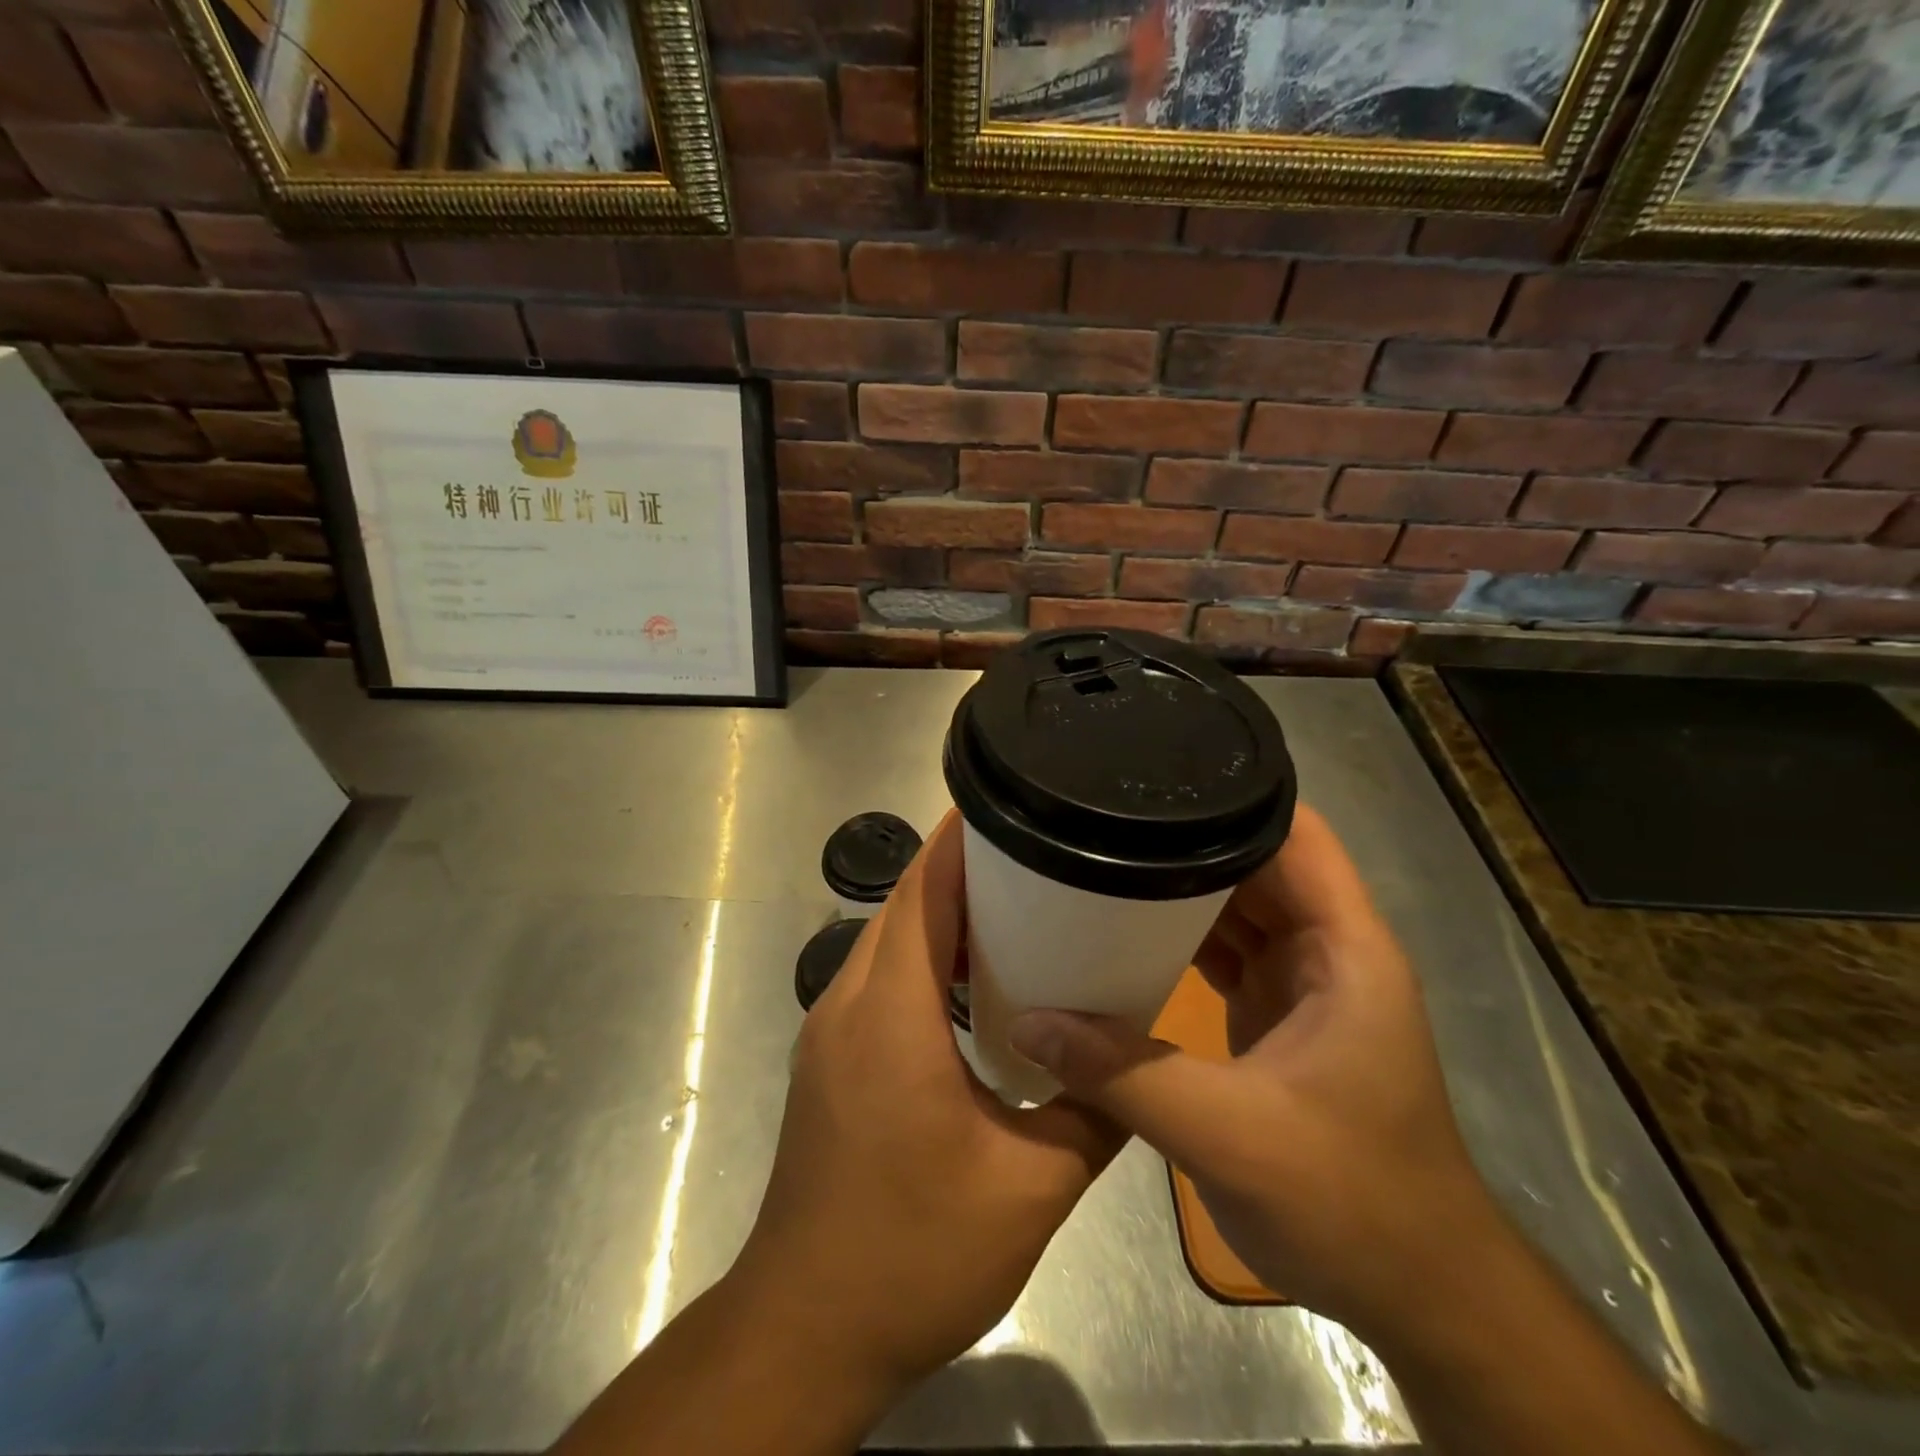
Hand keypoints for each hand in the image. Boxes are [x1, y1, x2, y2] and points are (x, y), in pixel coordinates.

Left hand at [736, 811, 1123, 1394]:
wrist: (806, 1328)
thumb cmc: (913, 1252)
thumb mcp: (1030, 1189)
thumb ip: (1092, 1115)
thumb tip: (1134, 1065)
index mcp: (892, 1013)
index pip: (922, 892)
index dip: (960, 842)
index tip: (1006, 805)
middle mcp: (850, 1002)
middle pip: (904, 904)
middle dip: (960, 867)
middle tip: (1032, 853)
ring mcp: (831, 1030)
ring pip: (888, 939)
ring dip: (940, 912)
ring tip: (1014, 905)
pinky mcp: (830, 1058)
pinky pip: (880, 977)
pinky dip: (924, 956)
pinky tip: (973, 984)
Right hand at [1007, 804, 1499, 1344]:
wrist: (1414, 1291)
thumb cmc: (1353, 1201)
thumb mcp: (1231, 1135)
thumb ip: (1126, 1074)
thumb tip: (1030, 1021)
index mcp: (1345, 947)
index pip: (1297, 833)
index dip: (1237, 793)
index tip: (1159, 774)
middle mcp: (1326, 948)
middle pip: (1256, 860)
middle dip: (1187, 834)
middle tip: (1104, 812)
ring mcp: (1301, 982)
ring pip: (1236, 903)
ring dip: (1178, 884)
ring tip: (1102, 853)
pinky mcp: (1276, 1015)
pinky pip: (1223, 949)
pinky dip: (1179, 933)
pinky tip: (1124, 926)